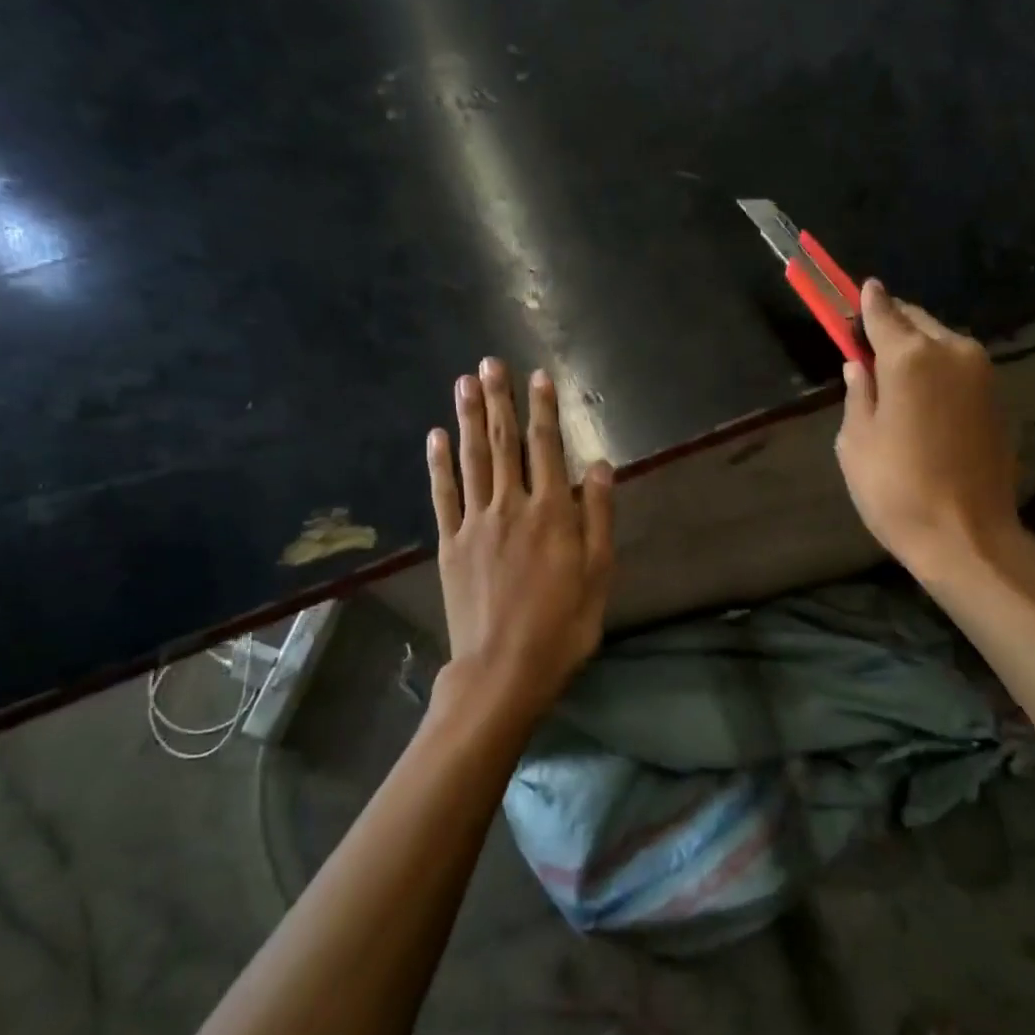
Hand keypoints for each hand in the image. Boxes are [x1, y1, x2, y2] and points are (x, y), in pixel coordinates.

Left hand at [426, 358, 615, 725]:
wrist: (502, 671)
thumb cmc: (561, 627)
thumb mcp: (598, 575)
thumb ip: (597, 516)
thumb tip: (598, 464)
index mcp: (551, 514)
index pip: (547, 449)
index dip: (543, 410)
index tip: (539, 376)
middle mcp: (510, 508)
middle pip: (504, 444)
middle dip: (500, 401)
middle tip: (490, 363)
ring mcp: (474, 524)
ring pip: (472, 460)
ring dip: (469, 419)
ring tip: (464, 383)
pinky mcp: (450, 545)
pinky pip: (443, 496)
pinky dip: (439, 464)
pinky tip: (436, 436)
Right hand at [835, 280, 1031, 584]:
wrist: (968, 537)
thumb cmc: (896, 489)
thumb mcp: (855, 442)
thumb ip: (858, 393)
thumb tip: (859, 365)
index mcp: (910, 357)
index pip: (882, 312)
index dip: (864, 302)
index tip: (855, 291)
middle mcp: (953, 351)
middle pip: (916, 321)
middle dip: (892, 324)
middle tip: (868, 342)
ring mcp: (983, 374)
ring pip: (942, 342)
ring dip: (917, 348)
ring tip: (893, 375)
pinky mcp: (998, 398)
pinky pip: (960, 368)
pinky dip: (938, 370)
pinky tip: (922, 399)